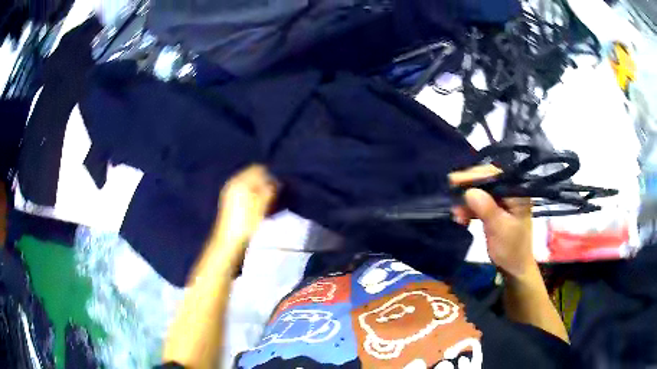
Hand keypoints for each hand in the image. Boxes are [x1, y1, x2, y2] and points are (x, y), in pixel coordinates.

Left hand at [216, 165, 277, 244]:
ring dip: (257, 190)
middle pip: (252, 175)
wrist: (229, 241)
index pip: (258, 168)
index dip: (269, 175)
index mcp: (240, 180)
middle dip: (263, 182)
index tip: (278, 186)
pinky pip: (242, 192)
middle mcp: (233, 183)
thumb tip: (275, 181)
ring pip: (247, 184)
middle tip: (273, 194)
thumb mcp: (262, 205)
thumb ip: (269, 190)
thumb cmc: (247, 222)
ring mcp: (228, 192)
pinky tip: (256, 207)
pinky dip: (251, 195)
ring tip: (266, 202)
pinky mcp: (228, 202)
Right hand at [450, 165, 534, 278]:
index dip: (475, 176)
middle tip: (451, 196)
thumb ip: (487, 209)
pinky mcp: (494, 209)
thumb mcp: (500, 229)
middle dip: (468, 189)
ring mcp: (501, 200)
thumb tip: (469, 191)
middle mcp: (509, 192)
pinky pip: (478, 203)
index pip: (495, 175)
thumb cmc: (512, 249)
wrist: (514, 268)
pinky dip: (468, 209)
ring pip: (479, 192)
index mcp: (517, 193)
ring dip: (465, 201)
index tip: (455, 181)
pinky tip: (461, 219)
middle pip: (485, 181)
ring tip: (456, 215)